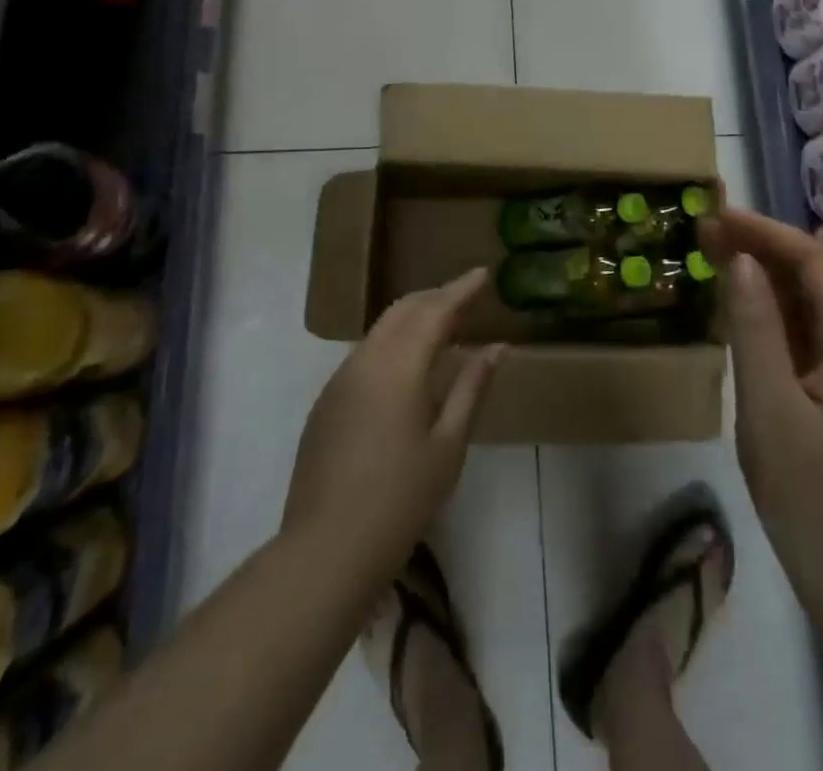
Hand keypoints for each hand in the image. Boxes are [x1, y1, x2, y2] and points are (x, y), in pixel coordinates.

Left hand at [283, 269, 503, 578]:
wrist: (326, 548)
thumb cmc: (400, 499)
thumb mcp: (448, 445)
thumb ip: (472, 389)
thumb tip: (496, 348)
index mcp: (399, 366)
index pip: (435, 310)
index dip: (461, 289)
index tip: (483, 274)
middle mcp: (366, 359)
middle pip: (404, 310)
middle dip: (436, 297)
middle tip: (467, 297)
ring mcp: (341, 379)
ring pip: (382, 328)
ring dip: (414, 318)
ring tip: (444, 328)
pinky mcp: (328, 400)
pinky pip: (367, 353)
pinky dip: (394, 343)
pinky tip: (409, 366)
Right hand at [700, 208, 822, 599]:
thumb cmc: (816, 501)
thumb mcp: (771, 409)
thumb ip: (755, 329)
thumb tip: (738, 260)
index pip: (815, 262)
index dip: (766, 232)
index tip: (718, 216)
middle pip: (816, 280)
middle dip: (763, 249)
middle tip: (706, 232)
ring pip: (811, 310)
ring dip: (766, 280)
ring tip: (715, 258)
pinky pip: (808, 341)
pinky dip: (773, 318)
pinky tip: (741, 316)